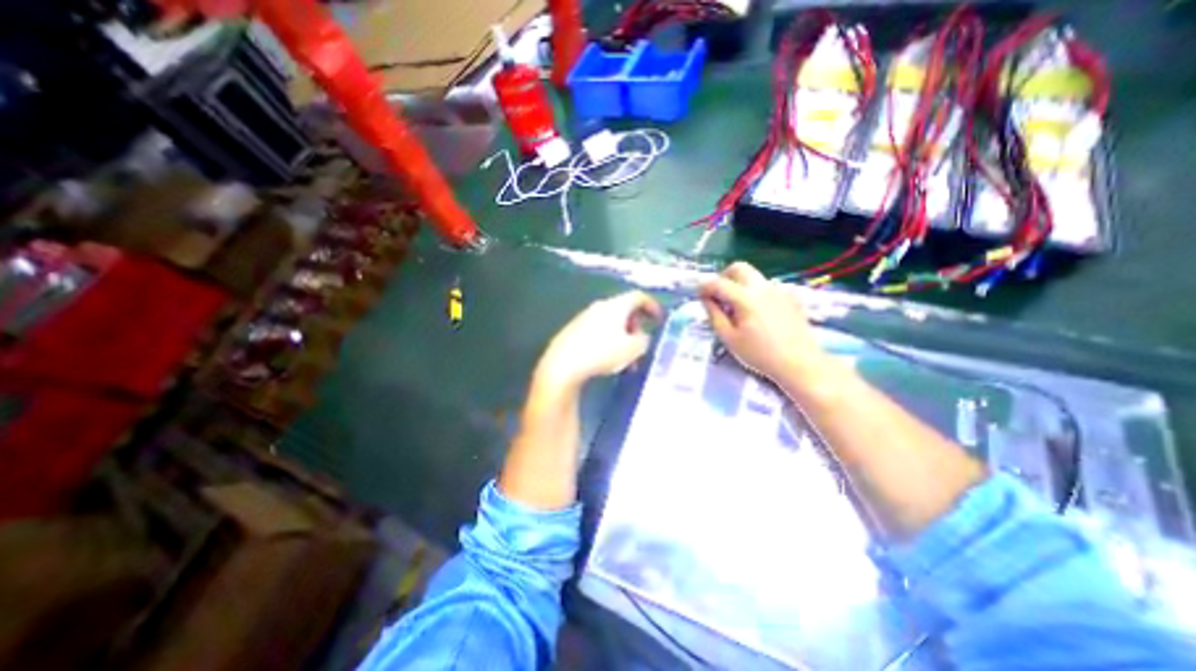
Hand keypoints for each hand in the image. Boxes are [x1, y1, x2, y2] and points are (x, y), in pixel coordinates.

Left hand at [541, 292, 669, 389]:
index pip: (638, 296)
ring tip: (625, 360)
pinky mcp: (573, 330)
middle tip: (640, 344)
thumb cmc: (602, 353)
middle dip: (635, 326)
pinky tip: (606, 359)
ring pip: (610, 323)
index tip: (659, 319)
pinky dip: (607, 341)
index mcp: (616, 306)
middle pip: (623, 310)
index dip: (652, 305)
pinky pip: (597, 331)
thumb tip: (641, 337)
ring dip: (622, 338)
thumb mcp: (633, 349)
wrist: (563, 364)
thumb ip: (643, 340)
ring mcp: (584, 317)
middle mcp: (600, 306)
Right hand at [698, 261, 832, 386]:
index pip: (718, 282)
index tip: (699, 297)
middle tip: (718, 295)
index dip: (704, 287)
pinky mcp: (790, 296)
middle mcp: (762, 287)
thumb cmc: (759, 354)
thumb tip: (706, 299)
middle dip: (723, 277)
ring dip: (739, 284)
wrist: (800, 363)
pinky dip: (756, 293)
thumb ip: (714, 315)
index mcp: (745, 298)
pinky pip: (767, 286)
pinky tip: (758, 313)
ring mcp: (778, 290)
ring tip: (738, 308)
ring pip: (753, 276)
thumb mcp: (729, 338)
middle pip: (738, 268)